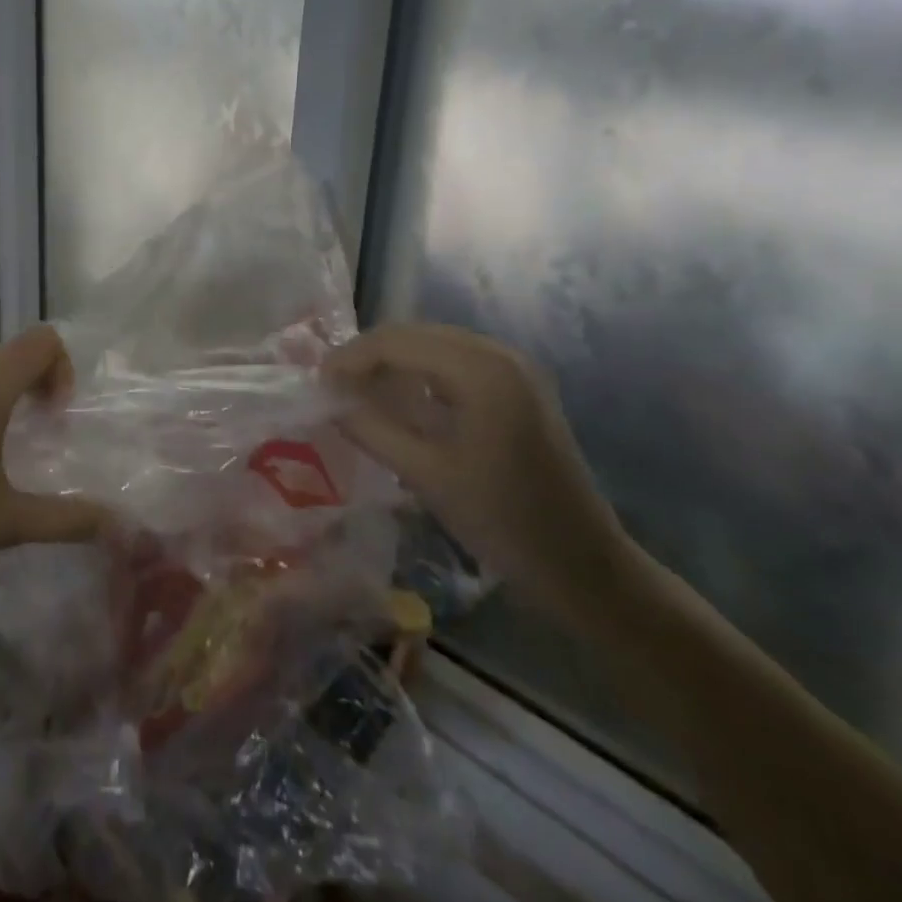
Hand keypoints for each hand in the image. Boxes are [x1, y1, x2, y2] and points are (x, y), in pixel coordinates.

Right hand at [324, 324, 633, 623]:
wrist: (584, 566)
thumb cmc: (503, 522)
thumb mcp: (426, 475)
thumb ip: (371, 428)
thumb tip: (328, 399)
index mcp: (480, 370)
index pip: (397, 341)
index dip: (351, 357)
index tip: (317, 383)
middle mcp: (498, 353)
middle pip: (415, 335)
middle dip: (369, 356)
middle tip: (333, 387)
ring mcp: (513, 368)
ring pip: (433, 346)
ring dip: (393, 363)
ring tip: (358, 393)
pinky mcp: (518, 387)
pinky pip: (454, 363)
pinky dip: (420, 374)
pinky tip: (400, 401)